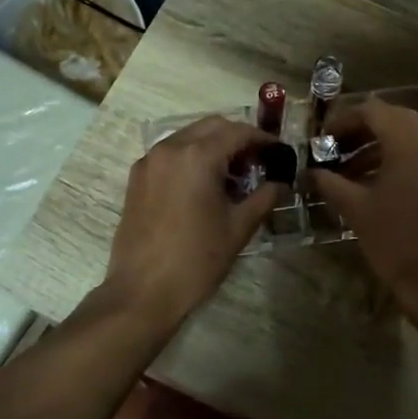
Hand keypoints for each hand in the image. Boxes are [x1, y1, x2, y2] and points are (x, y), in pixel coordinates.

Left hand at [102, 116, 277, 328]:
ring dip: (213, 146)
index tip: (279, 153)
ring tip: (233, 175)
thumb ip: (264, 197)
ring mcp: (149, 162)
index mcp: (197, 156)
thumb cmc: (196, 260)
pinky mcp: (137, 178)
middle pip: (212, 126)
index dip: (263, 139)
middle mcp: (170, 148)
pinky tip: (205, 184)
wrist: (143, 291)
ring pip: (188, 136)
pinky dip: (191, 157)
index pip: (238, 132)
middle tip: (258, 162)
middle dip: (238, 138)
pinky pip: (170, 153)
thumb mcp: (238, 228)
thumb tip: (280, 183)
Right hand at [308, 99, 417, 317]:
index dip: (345, 120)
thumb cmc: (395, 240)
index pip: (374, 110)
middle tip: (337, 151)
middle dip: (363, 132)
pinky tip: (383, 183)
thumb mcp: (355, 209)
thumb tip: (311, 172)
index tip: (324, 139)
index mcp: (410, 141)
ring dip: (383, 147)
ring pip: (414, 137)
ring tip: (354, 171)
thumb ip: (330, 182)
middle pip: (396, 119)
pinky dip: (405, 160)